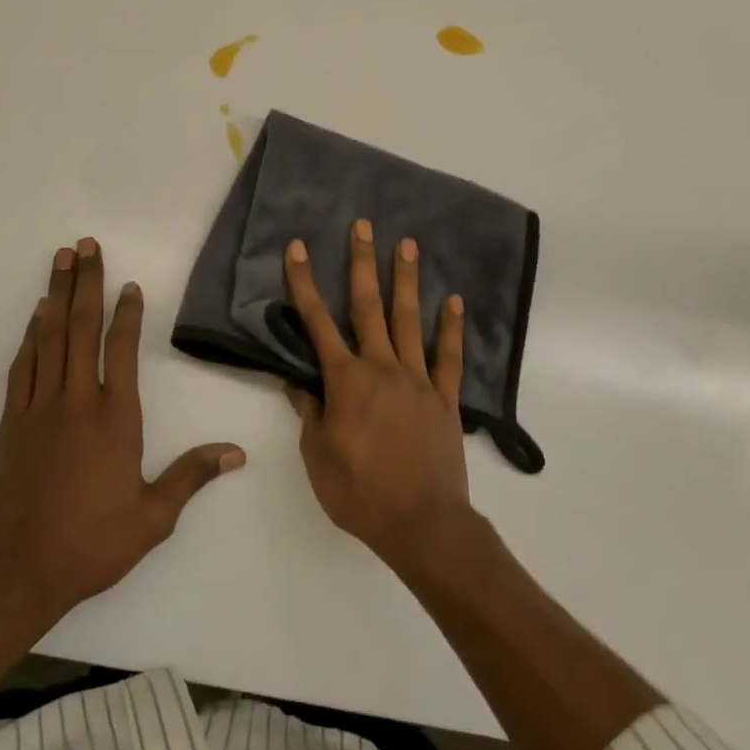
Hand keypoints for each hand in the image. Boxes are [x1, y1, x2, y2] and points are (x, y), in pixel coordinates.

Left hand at [0, 239, 244, 618]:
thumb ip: (191, 475)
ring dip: (56, 295)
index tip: (129, 285)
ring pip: (49, 338)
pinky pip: (22, 366)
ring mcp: (39, 408)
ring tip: (60, 260)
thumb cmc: (93, 543)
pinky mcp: (10, 422)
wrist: (19, 571)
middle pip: (81, 328)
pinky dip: (30, 335)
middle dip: (86, 282)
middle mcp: (77, 401)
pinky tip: (36, 315)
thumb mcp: (153, 516)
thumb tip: (237, 453)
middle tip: (86, 246)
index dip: (127, 313)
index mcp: (115, 418)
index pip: (122, 350)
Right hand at [282, 219, 473, 571]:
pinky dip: (451, 327)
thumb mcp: (318, 457)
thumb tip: (295, 380)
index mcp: (345, 380)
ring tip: (407, 244)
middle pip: (367, 306)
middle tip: (364, 225)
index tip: (299, 249)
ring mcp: (417, 379)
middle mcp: (381, 367)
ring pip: (409, 319)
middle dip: (362, 262)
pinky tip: (453, 300)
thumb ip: (308, 413)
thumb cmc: (360, 493)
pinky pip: (448, 356)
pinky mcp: (444, 398)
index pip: (317, 323)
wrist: (422, 524)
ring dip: (405, 280)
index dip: (305, 284)